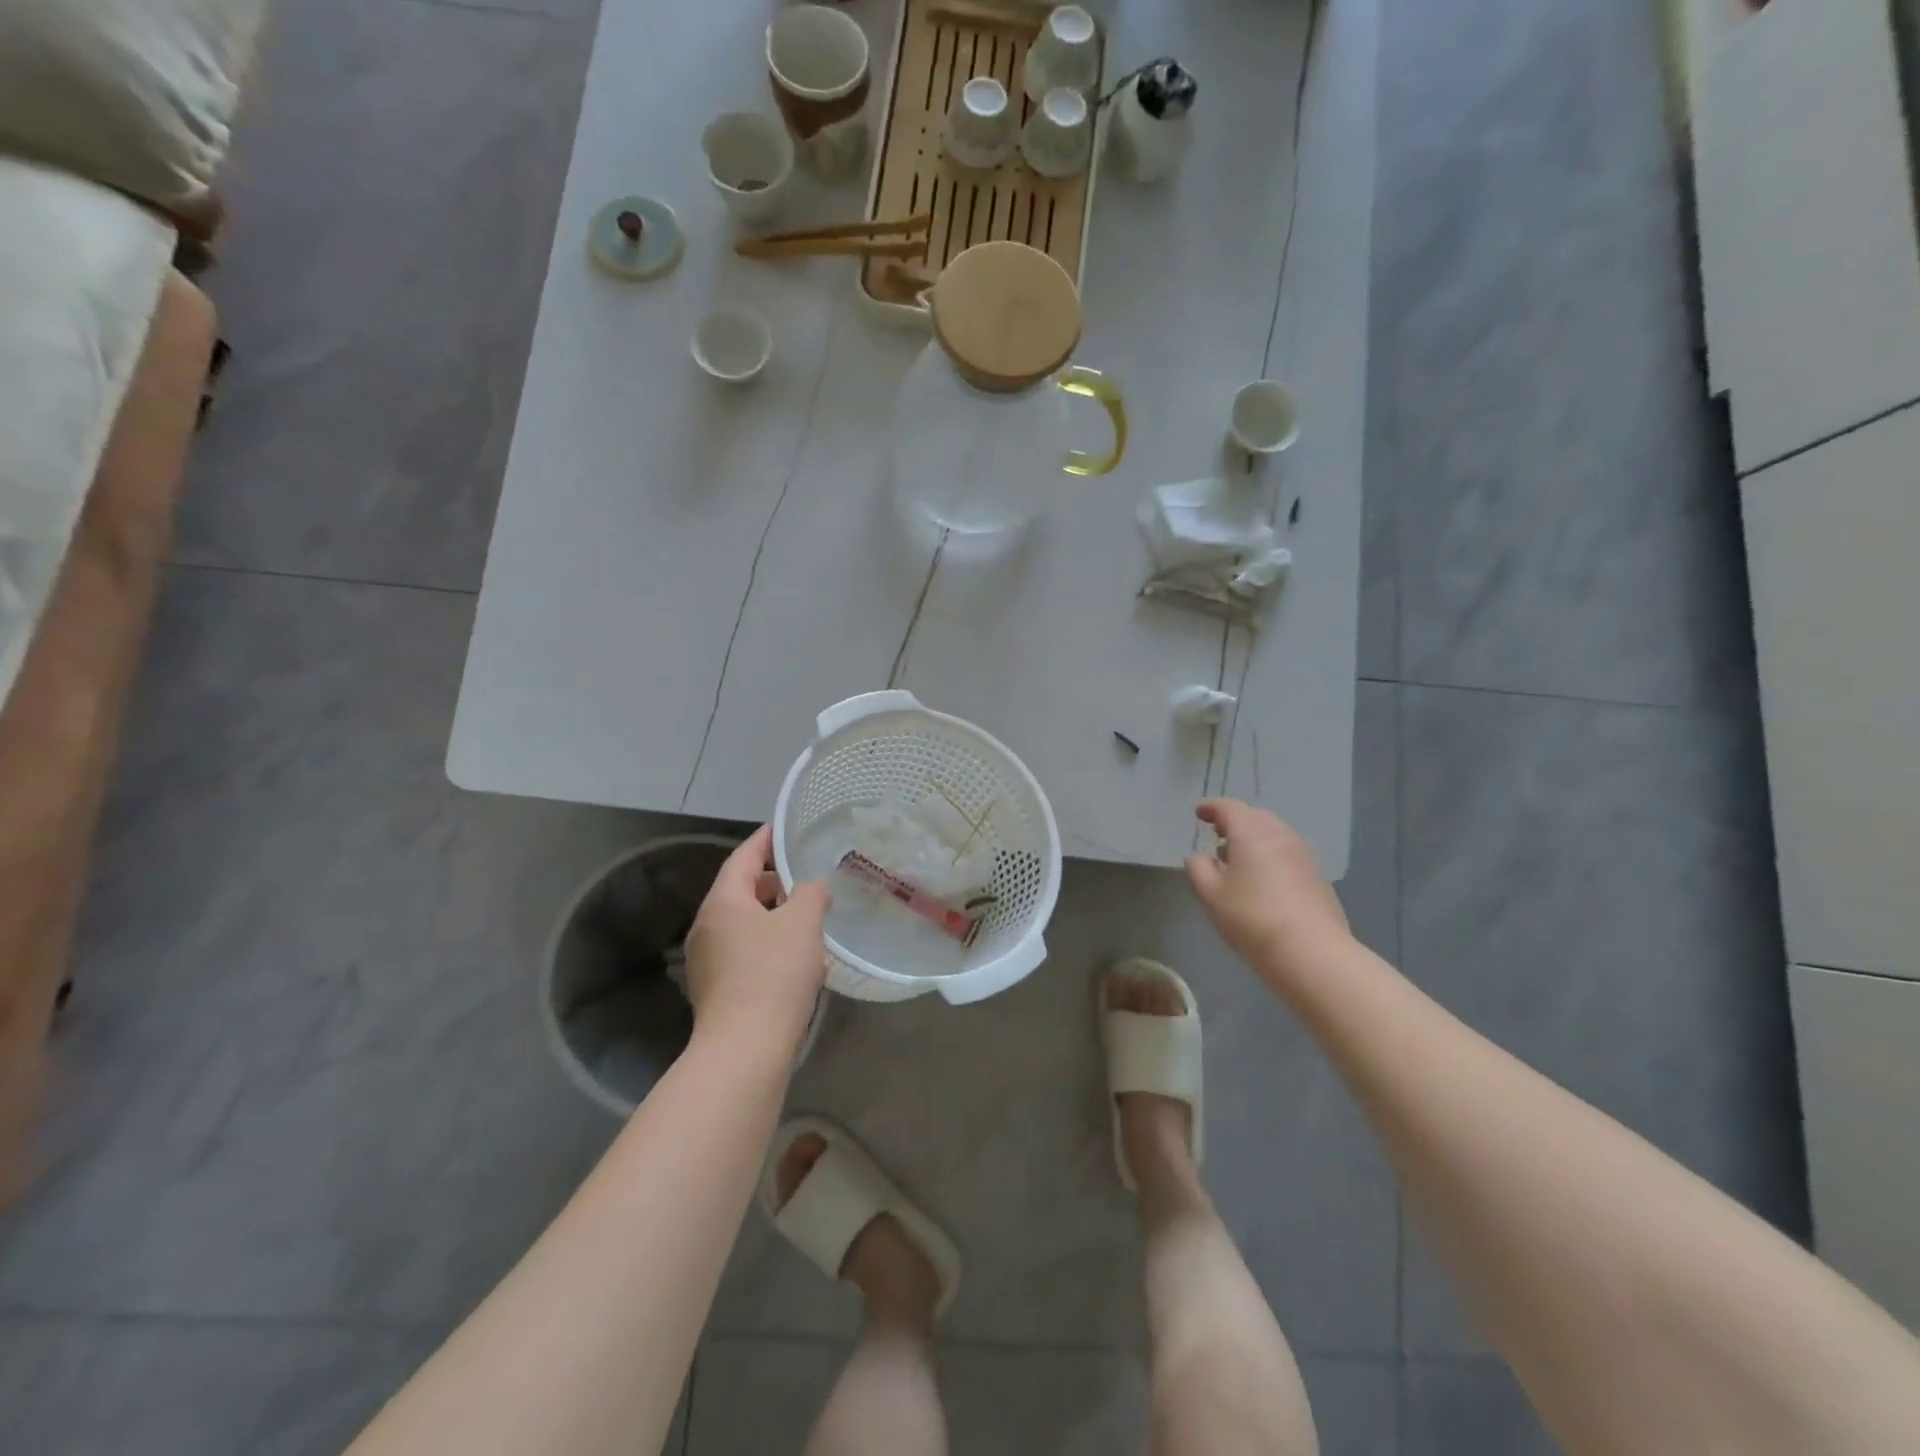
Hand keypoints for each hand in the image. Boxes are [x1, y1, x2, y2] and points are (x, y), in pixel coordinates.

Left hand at [684, 826, 831, 1058]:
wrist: (745, 1050)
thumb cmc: (773, 974)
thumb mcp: (802, 923)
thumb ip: (811, 893)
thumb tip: (812, 888)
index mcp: (722, 903)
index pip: (743, 857)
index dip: (765, 840)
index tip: (785, 827)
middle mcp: (707, 927)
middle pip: (741, 891)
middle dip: (774, 881)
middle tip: (806, 875)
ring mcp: (708, 962)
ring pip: (744, 924)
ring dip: (774, 916)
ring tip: (809, 917)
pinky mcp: (717, 990)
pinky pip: (745, 952)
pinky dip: (769, 944)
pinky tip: (798, 959)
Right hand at [1184, 799, 1349, 974]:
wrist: (1312, 952)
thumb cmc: (1252, 918)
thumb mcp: (1211, 895)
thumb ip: (1198, 868)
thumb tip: (1199, 856)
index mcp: (1251, 833)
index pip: (1229, 808)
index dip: (1211, 807)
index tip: (1199, 813)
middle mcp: (1280, 835)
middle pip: (1254, 817)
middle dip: (1234, 821)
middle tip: (1217, 835)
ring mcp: (1303, 854)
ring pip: (1274, 834)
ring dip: (1254, 838)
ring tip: (1238, 859)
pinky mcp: (1317, 875)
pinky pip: (1287, 852)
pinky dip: (1270, 854)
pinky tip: (1262, 878)